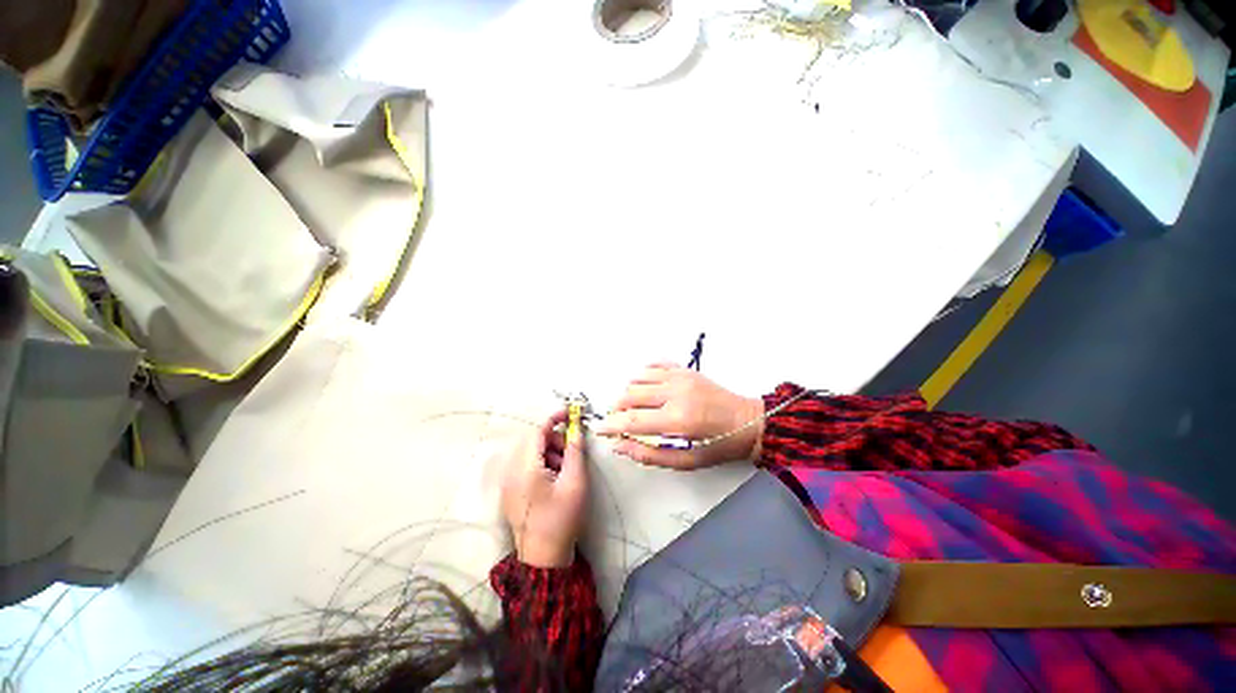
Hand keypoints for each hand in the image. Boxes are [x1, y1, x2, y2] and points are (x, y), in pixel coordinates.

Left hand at [501, 409, 588, 567]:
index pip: (537, 431)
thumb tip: (576, 429)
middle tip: (571, 449)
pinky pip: (524, 465)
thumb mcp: (575, 483)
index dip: (554, 418)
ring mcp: (507, 482)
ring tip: (564, 466)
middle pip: (531, 440)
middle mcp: (510, 472)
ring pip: (528, 452)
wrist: (544, 557)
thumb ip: (575, 451)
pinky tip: (554, 476)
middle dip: (553, 438)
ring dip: (548, 450)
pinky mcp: (509, 491)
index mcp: (525, 469)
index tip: (570, 412)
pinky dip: (540, 462)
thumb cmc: (562, 518)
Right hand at [593, 364, 764, 469]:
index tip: (599, 428)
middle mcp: (675, 393)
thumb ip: (649, 454)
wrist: (747, 421)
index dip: (611, 424)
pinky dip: (643, 374)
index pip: (632, 419)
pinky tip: (646, 387)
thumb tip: (619, 445)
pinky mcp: (684, 369)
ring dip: (628, 392)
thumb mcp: (685, 461)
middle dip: (617, 408)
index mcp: (677, 420)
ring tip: (633, 406)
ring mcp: (680, 377)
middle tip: (619, 420)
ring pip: (638, 377)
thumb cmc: (717, 446)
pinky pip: (654, 364)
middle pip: (630, 394)